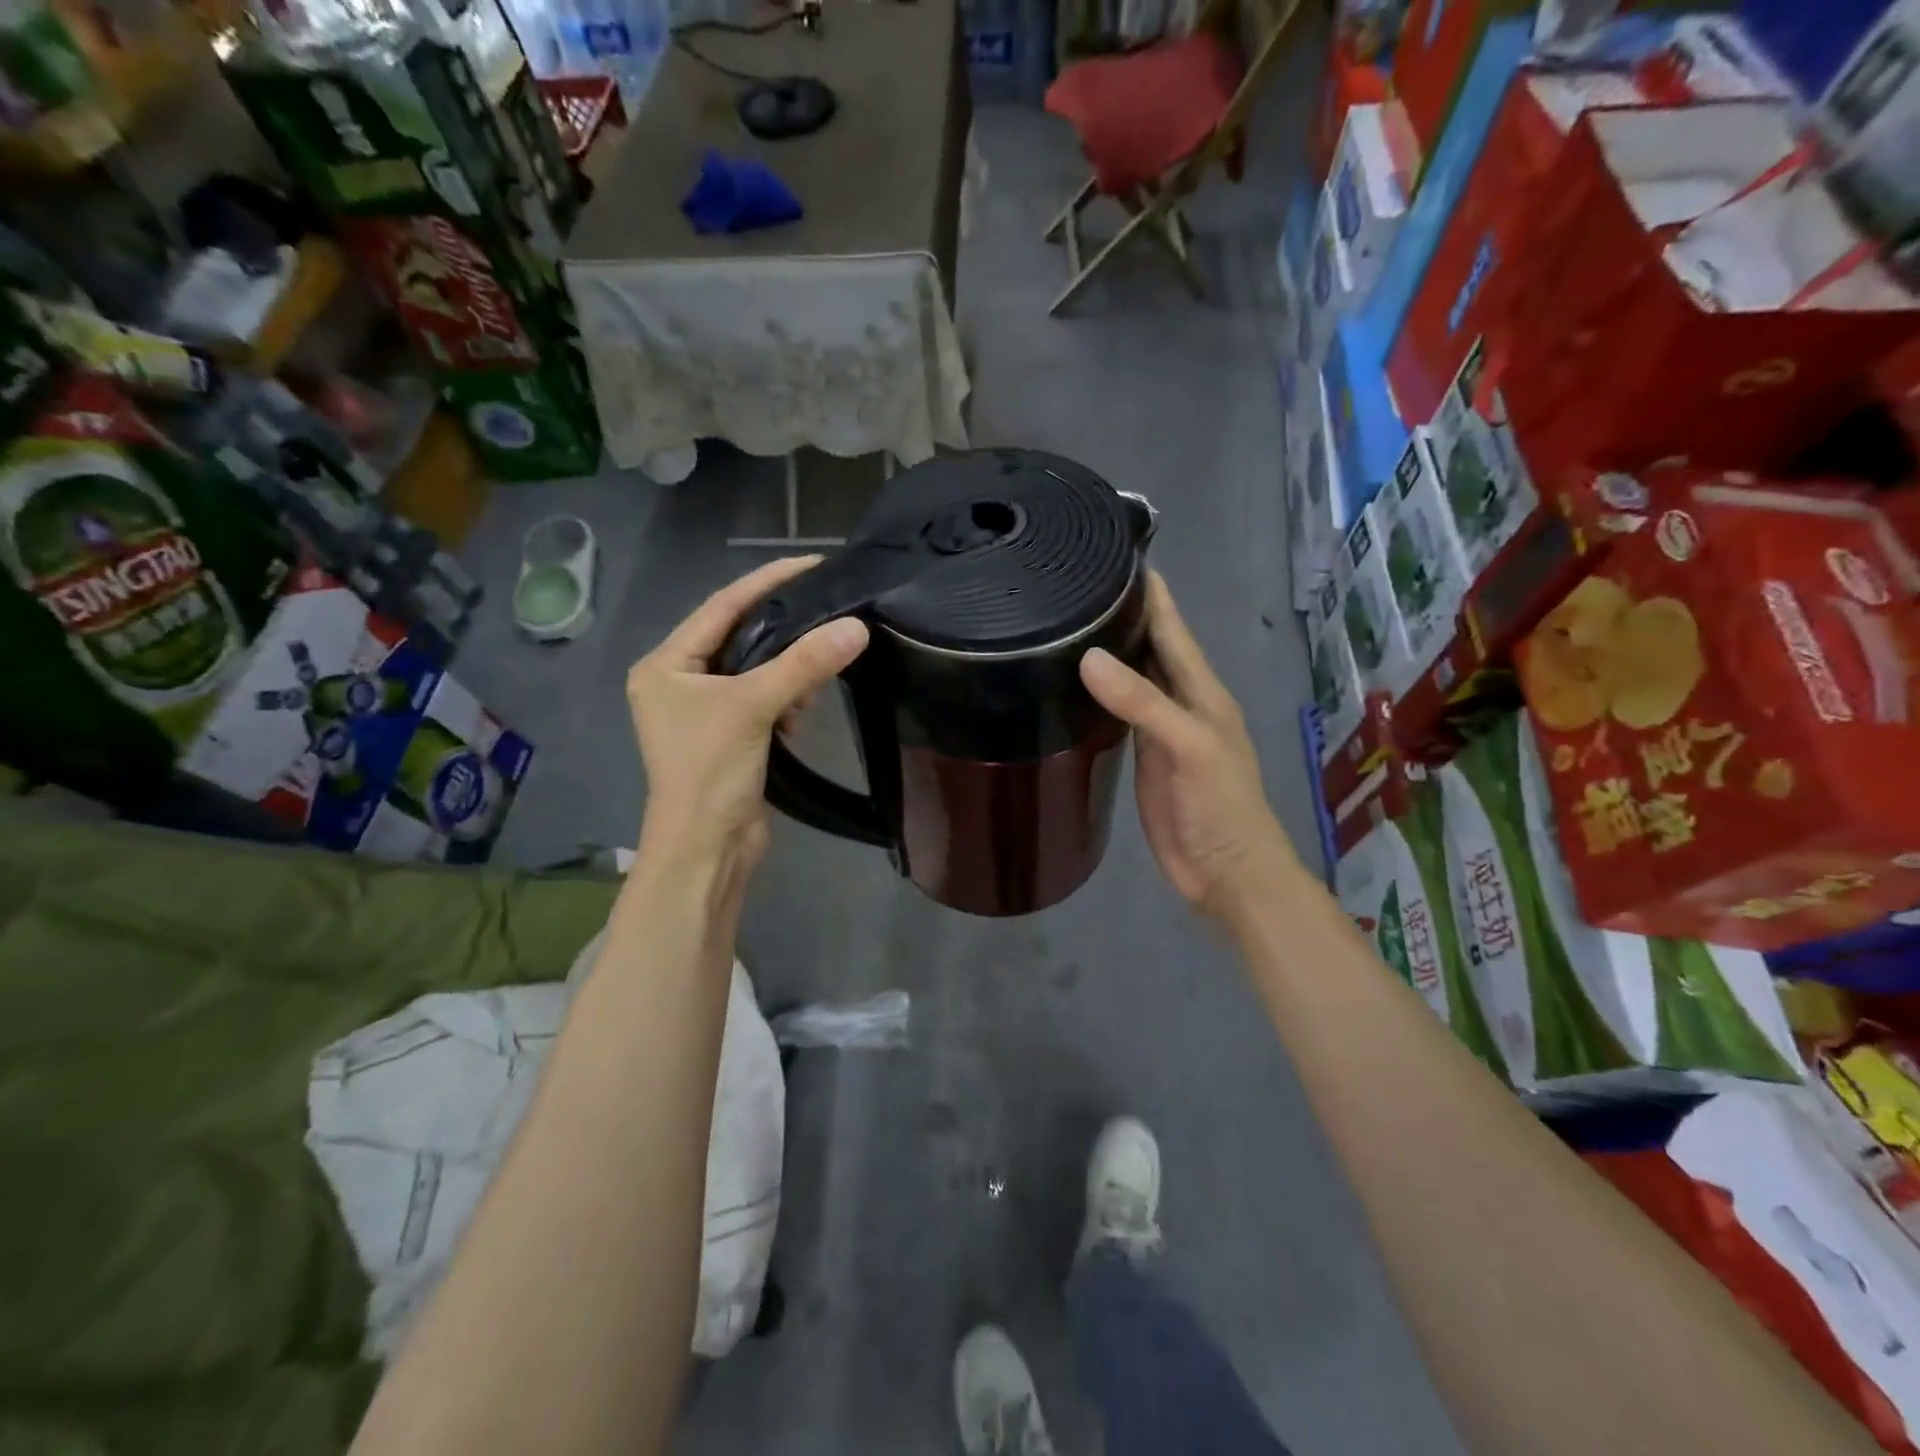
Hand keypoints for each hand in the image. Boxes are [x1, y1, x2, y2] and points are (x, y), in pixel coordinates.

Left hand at [628, 556, 868, 874]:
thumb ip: (804, 664)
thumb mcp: (754, 707)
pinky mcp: (730, 736)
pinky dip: (786, 700)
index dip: (767, 582)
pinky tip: (800, 715)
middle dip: (784, 633)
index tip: (812, 564)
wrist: (707, 850)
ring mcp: (705, 711)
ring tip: (814, 680)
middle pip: (740, 637)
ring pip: (757, 670)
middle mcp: (680, 681)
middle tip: (828, 619)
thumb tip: (858, 627)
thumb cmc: (711, 772)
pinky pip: (764, 699)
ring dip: (788, 673)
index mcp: (666, 664)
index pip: (722, 607)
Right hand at [1080, 572, 1295, 918]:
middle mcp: (1180, 701)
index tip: (1113, 554)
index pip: (1171, 628)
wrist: (1227, 873)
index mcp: (1201, 690)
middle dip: (1121, 615)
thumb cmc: (1220, 808)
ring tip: (1065, 623)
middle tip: (1072, 585)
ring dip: (1108, 652)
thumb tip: (1088, 656)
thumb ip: (1143, 703)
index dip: (1150, 593)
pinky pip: (1117, 714)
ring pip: (1130, 679)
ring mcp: (1159, 730)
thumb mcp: (1189, 748)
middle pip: (1148, 647)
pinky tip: (1072, 684)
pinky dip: (1098, 694)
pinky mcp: (1141, 758)